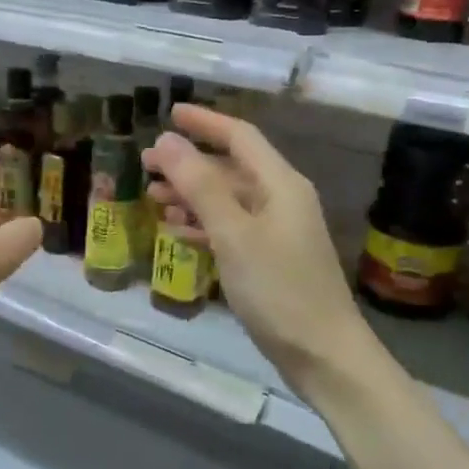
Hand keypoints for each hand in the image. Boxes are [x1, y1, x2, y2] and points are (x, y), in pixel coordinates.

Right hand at [143, 106, 377, 400]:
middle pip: (230, 168)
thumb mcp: (234, 234)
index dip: (204, 122)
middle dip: (188, 163)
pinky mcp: (271, 260)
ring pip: (228, 200)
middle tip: (145, 165)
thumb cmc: (278, 289)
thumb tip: (167, 141)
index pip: (240, 137)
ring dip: (191, 195)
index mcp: (280, 184)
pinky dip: (204, 225)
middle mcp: (282, 200)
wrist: (323, 354)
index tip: (169, 114)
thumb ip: (200, 185)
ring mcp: (278, 232)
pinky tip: (177, 232)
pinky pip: (231, 229)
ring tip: (153, 198)